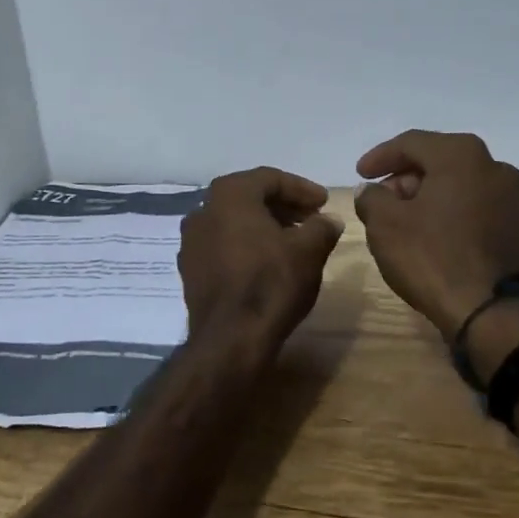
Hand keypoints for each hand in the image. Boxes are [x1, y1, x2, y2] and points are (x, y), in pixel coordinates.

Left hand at [179, 167, 343, 348]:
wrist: (230, 339)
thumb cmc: (271, 283)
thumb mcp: (309, 250)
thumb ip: (322, 227)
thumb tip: (329, 221)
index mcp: (229, 194)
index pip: (270, 178)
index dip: (302, 189)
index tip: (324, 203)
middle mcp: (203, 209)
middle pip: (249, 197)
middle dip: (283, 206)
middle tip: (311, 218)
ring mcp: (191, 241)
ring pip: (234, 222)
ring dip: (264, 226)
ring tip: (293, 241)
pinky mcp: (189, 269)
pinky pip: (222, 245)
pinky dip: (246, 246)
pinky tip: (267, 263)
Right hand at [354, 130, 518, 339]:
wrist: (489, 311)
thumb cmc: (432, 256)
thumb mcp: (384, 223)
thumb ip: (372, 197)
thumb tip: (372, 191)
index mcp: (462, 154)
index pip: (411, 143)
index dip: (380, 156)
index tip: (359, 174)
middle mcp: (494, 166)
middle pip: (439, 161)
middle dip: (406, 177)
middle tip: (381, 198)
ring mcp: (512, 198)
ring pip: (460, 185)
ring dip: (429, 196)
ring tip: (403, 218)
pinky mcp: (518, 228)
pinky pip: (476, 208)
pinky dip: (451, 213)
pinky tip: (432, 234)